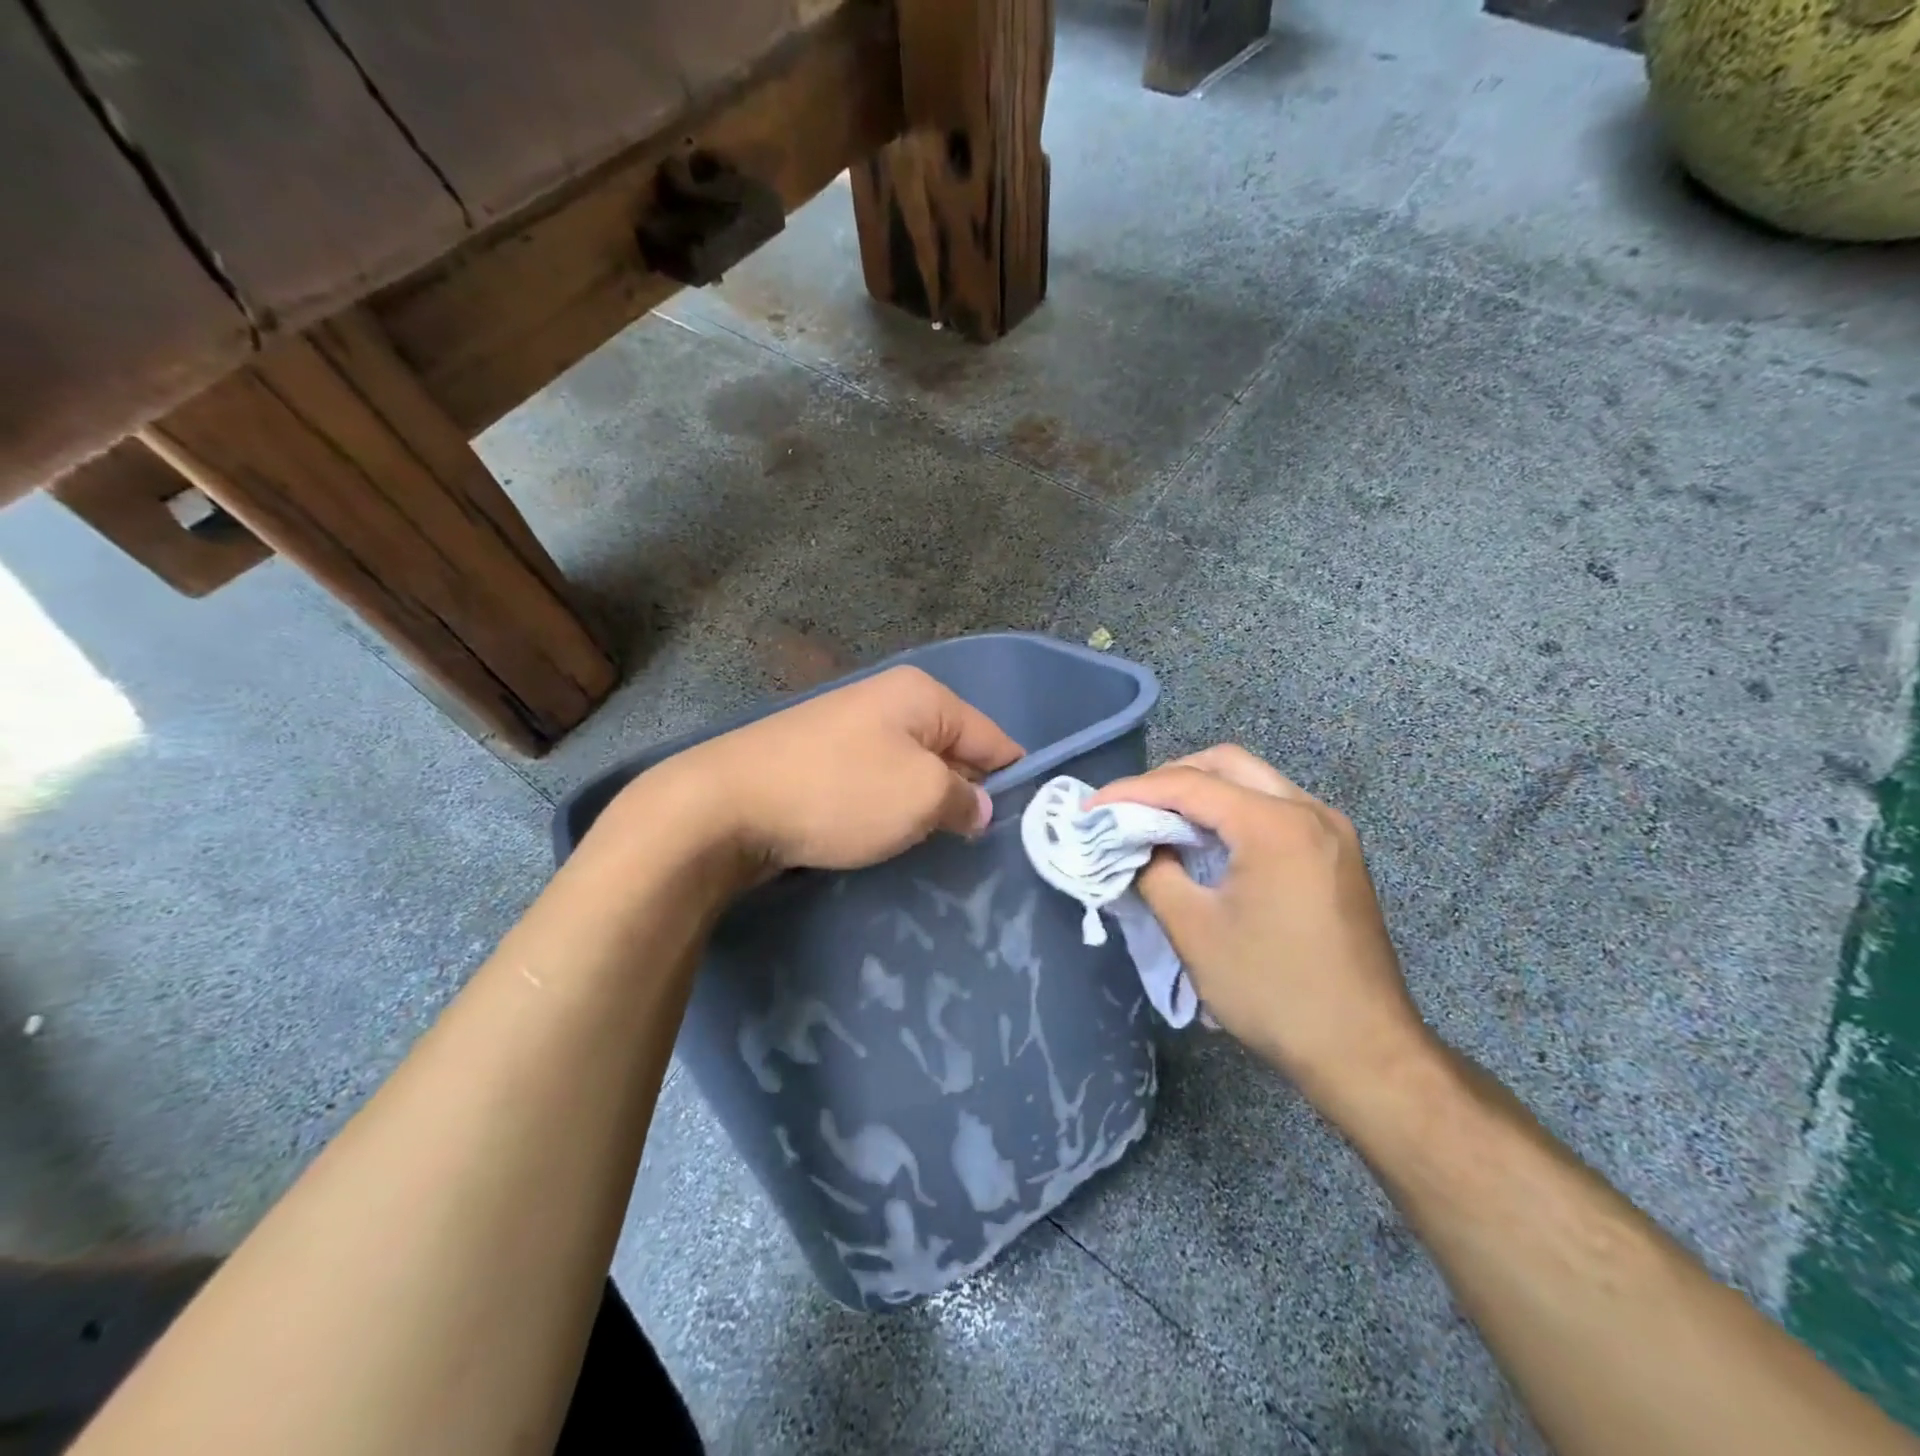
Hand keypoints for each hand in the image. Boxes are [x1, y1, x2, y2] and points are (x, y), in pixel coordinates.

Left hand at [643, 666, 1022, 879]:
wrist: (727, 805)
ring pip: (913, 769)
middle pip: (952, 749)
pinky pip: (876, 782)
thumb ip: (964, 799)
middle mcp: (888, 701)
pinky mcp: (820, 759)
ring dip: (927, 804)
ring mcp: (849, 728)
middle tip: (984, 842)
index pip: (991, 735)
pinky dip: (890, 808)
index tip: (1030, 819)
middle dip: (969, 792)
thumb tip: (978, 806)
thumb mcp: (921, 797)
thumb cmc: (840, 793)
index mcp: (922, 696)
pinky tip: (890, 836)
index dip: (1013, 777)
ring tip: (940, 845)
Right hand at [1088, 746, 1435, 1117]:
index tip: (1091, 809)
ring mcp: (1331, 830)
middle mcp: (1309, 811)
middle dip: (1169, 778)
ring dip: (1203, 793)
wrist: (1365, 1051)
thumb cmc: (1273, 991)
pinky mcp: (1337, 853)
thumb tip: (1138, 846)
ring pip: (1254, 782)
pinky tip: (1208, 843)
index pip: (1189, 784)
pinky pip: (1275, 809)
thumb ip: (1155, 873)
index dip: (1132, 792)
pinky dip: (1233, 813)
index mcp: (1275, 825)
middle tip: (1129, 808)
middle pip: (1227, 764)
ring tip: (1160, 822)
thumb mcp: (1194, 931)